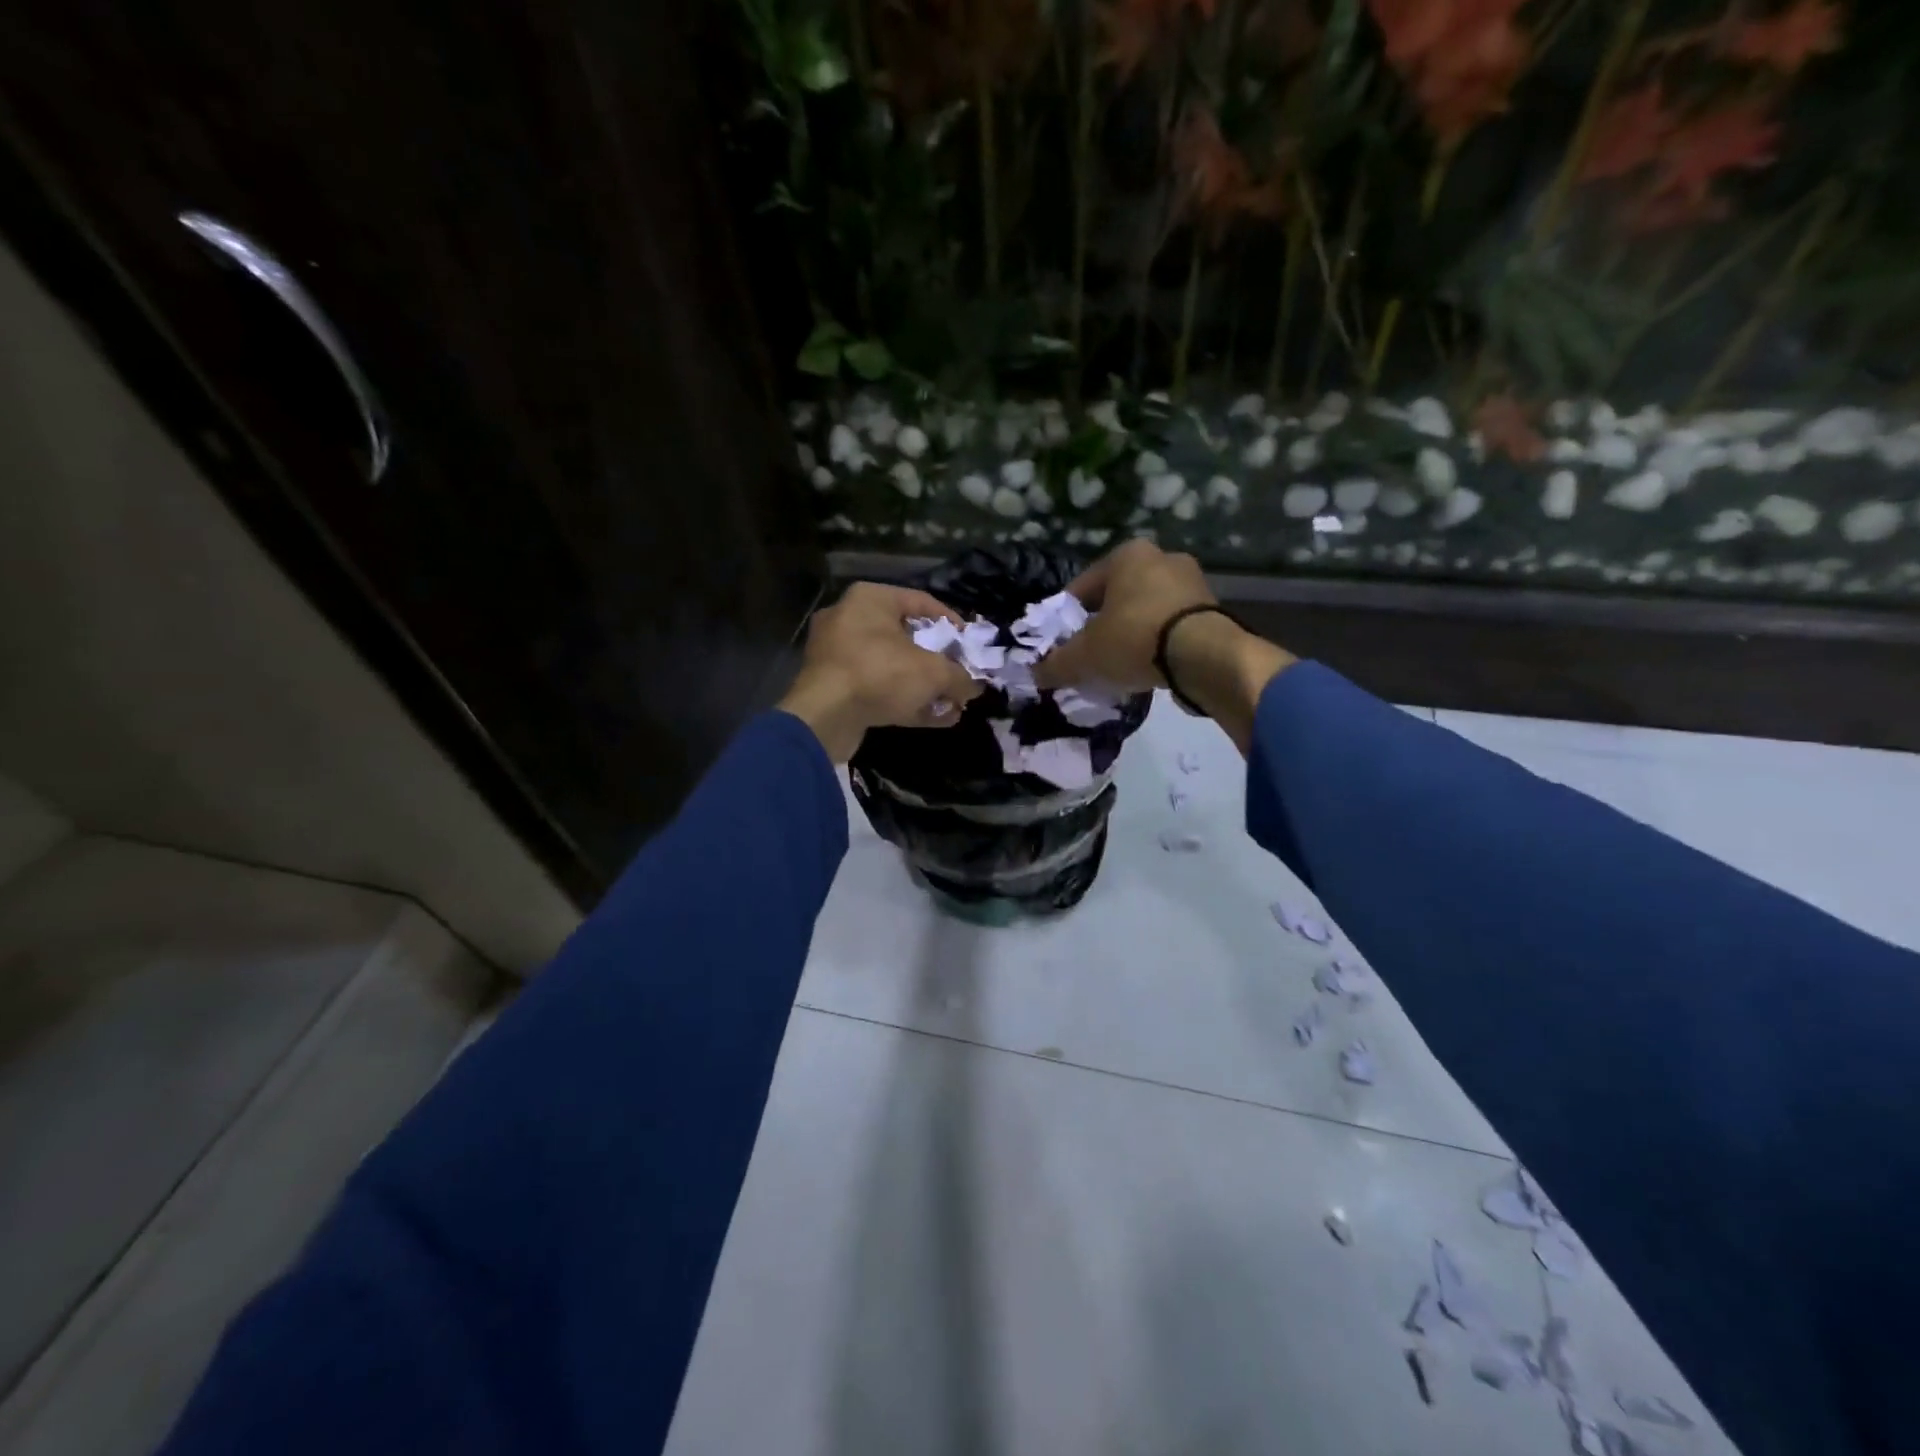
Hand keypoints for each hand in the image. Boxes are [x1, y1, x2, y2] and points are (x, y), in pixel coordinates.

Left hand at [777, 581, 983, 762]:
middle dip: (938, 662)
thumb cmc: (880, 674)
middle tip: (960, 675)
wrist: (824, 717)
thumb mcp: (932, 673)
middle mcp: (850, 620)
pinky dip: (905, 701)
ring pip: (892, 667)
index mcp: (870, 600)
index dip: (951, 622)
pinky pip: (877, 688)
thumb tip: (975, 687)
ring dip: (925, 687)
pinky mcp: (834, 687)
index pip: (921, 601)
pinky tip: (936, 718)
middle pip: (906, 637)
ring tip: (953, 704)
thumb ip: (959, 677)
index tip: (969, 643)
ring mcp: (838, 655)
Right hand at [1032, 539, 1293, 753]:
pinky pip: (1171, 626)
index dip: (1066, 618)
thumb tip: (1036, 674)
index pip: (1082, 586)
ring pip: (1146, 611)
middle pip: (1117, 597)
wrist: (1205, 657)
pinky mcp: (1213, 610)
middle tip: (1089, 655)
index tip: (1061, 644)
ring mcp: (1192, 582)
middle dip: (1102, 625)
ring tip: (1118, 665)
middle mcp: (1162, 558)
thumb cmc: (1135, 639)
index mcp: (1127, 555)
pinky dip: (1157, 643)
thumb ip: (1056, 664)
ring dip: (1131, 634)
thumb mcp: (1084, 656)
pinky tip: (1148, 667)